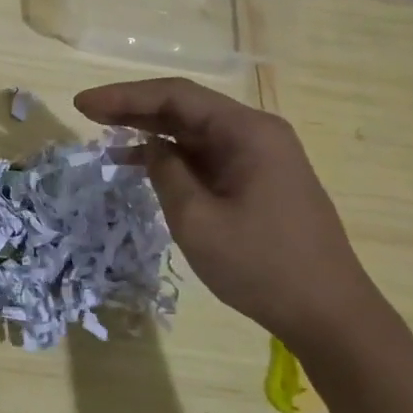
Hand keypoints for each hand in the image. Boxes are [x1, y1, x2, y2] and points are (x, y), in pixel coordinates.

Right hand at [74, 77, 379, 350]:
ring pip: (194, 132)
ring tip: (104, 138)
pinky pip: (207, 155)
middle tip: (87, 114)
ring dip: (150, 132)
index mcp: (247, 132)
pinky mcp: (259, 180)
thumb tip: (151, 148)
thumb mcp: (197, 219)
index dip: (124, 96)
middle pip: (185, 108)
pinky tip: (140, 164)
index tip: (82, 104)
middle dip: (133, 109)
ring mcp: (261, 157)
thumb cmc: (261, 265)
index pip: (175, 96)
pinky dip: (172, 156)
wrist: (330, 316)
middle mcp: (257, 133)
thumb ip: (166, 172)